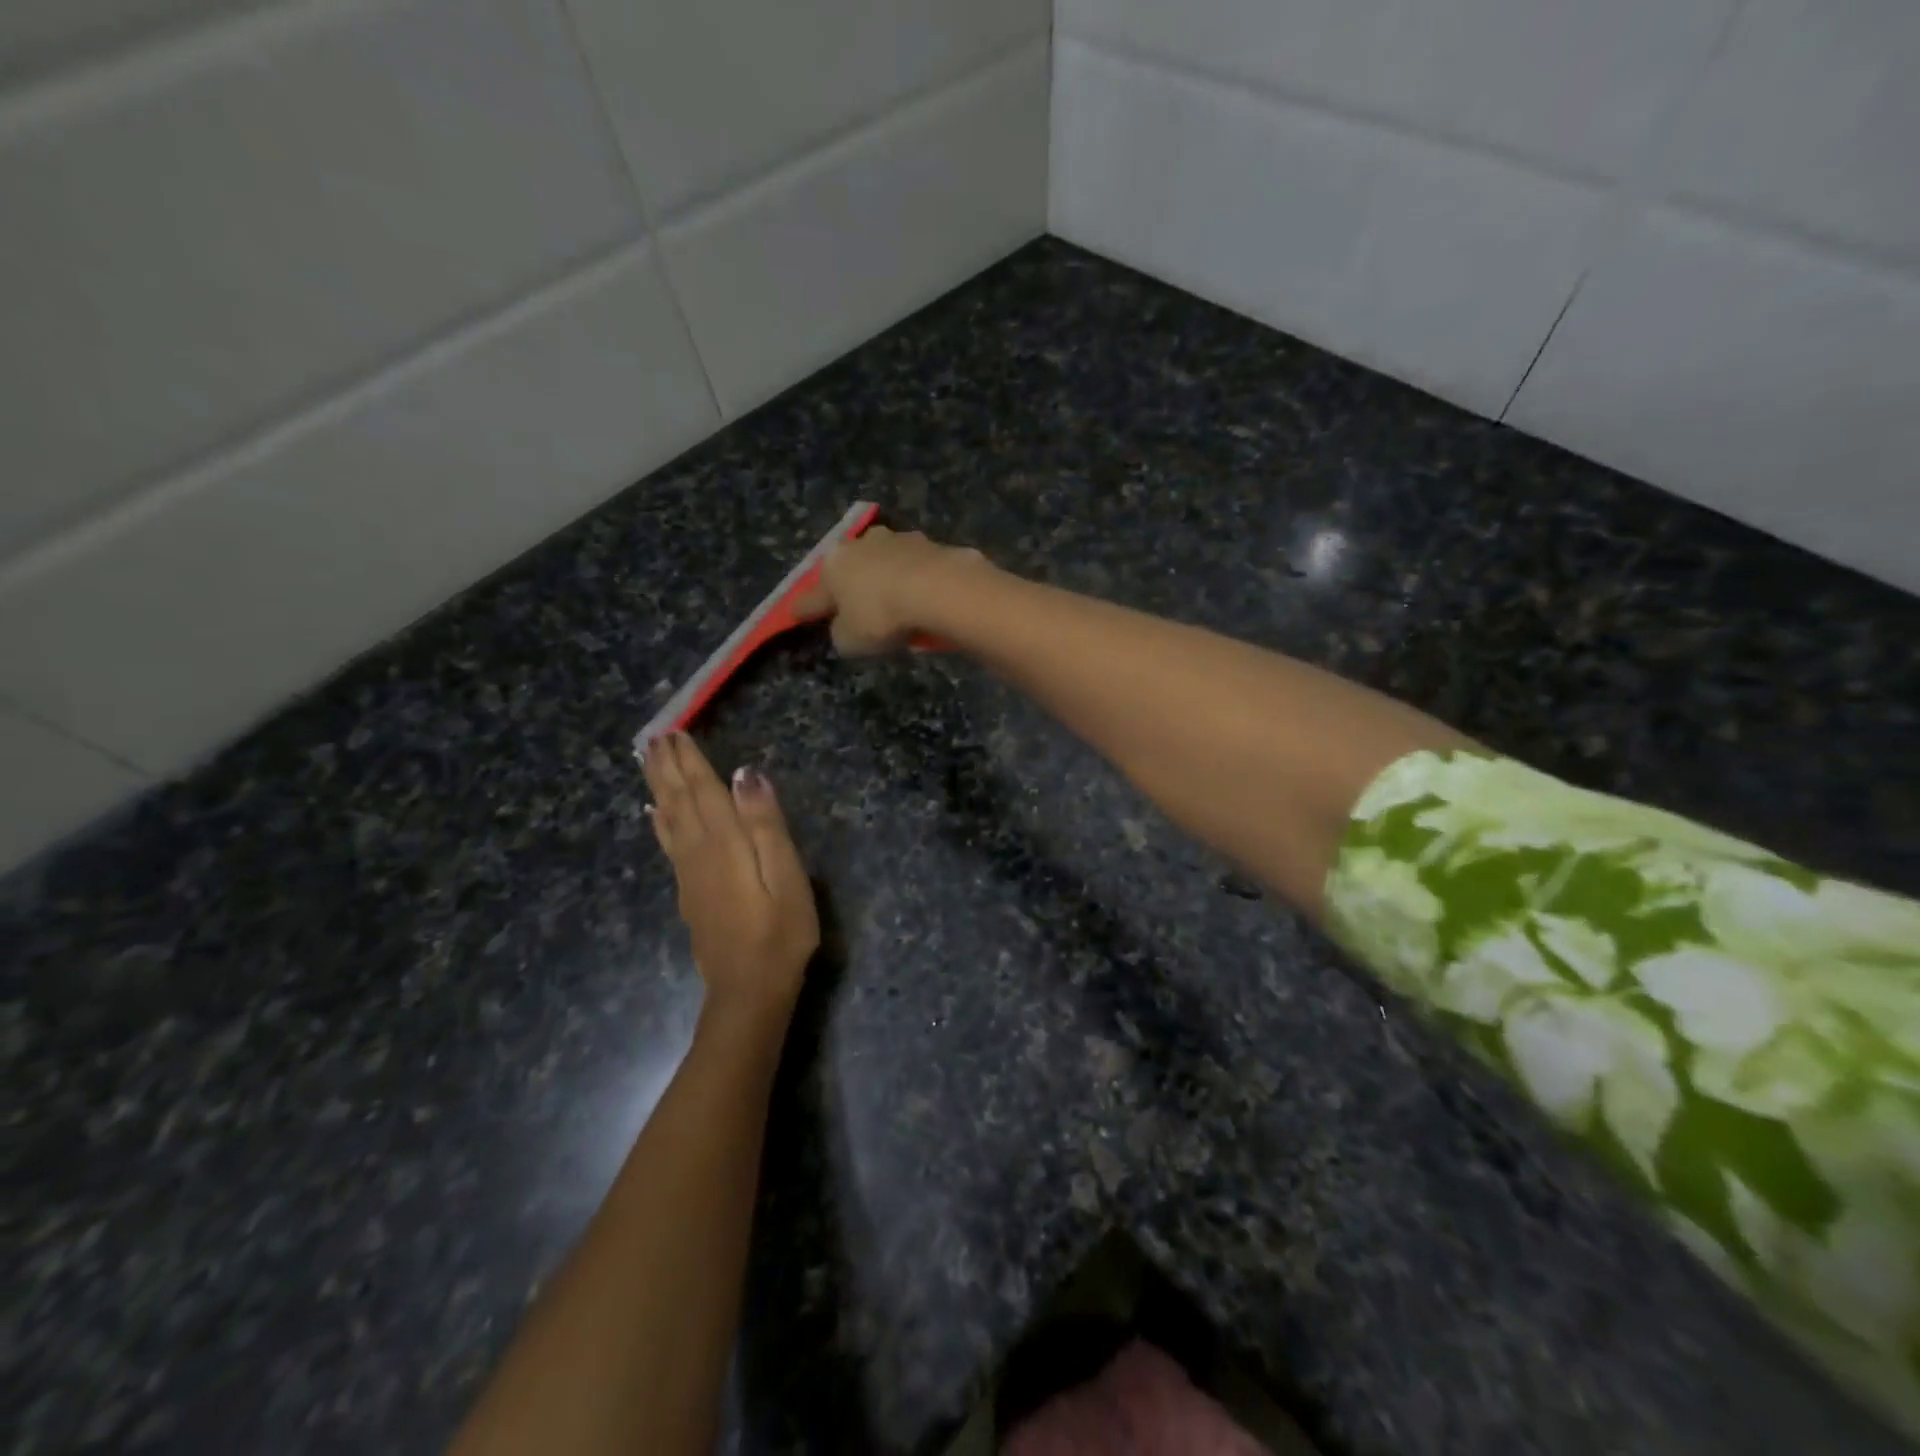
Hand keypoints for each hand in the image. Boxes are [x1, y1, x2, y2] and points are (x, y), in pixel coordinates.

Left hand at [642, 733, 817, 1024]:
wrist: (749, 990)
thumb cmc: (781, 931)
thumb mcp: (787, 875)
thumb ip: (765, 824)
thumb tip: (746, 774)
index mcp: (725, 843)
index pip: (703, 791)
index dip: (689, 761)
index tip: (675, 732)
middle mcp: (698, 852)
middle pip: (678, 801)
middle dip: (666, 768)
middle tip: (654, 738)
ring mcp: (689, 874)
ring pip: (668, 819)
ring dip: (658, 787)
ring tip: (647, 762)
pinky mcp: (689, 892)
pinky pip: (668, 844)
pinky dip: (659, 822)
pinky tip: (655, 813)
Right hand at [794, 525, 988, 655]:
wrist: (938, 589)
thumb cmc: (881, 616)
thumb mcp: (850, 640)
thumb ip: (841, 633)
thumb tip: (846, 626)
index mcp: (833, 565)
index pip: (813, 594)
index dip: (806, 608)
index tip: (798, 614)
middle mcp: (862, 544)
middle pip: (850, 569)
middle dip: (850, 585)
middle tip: (855, 606)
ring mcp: (899, 540)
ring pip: (885, 563)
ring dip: (886, 579)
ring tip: (896, 604)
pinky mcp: (932, 545)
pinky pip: (917, 570)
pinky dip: (916, 583)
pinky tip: (924, 600)